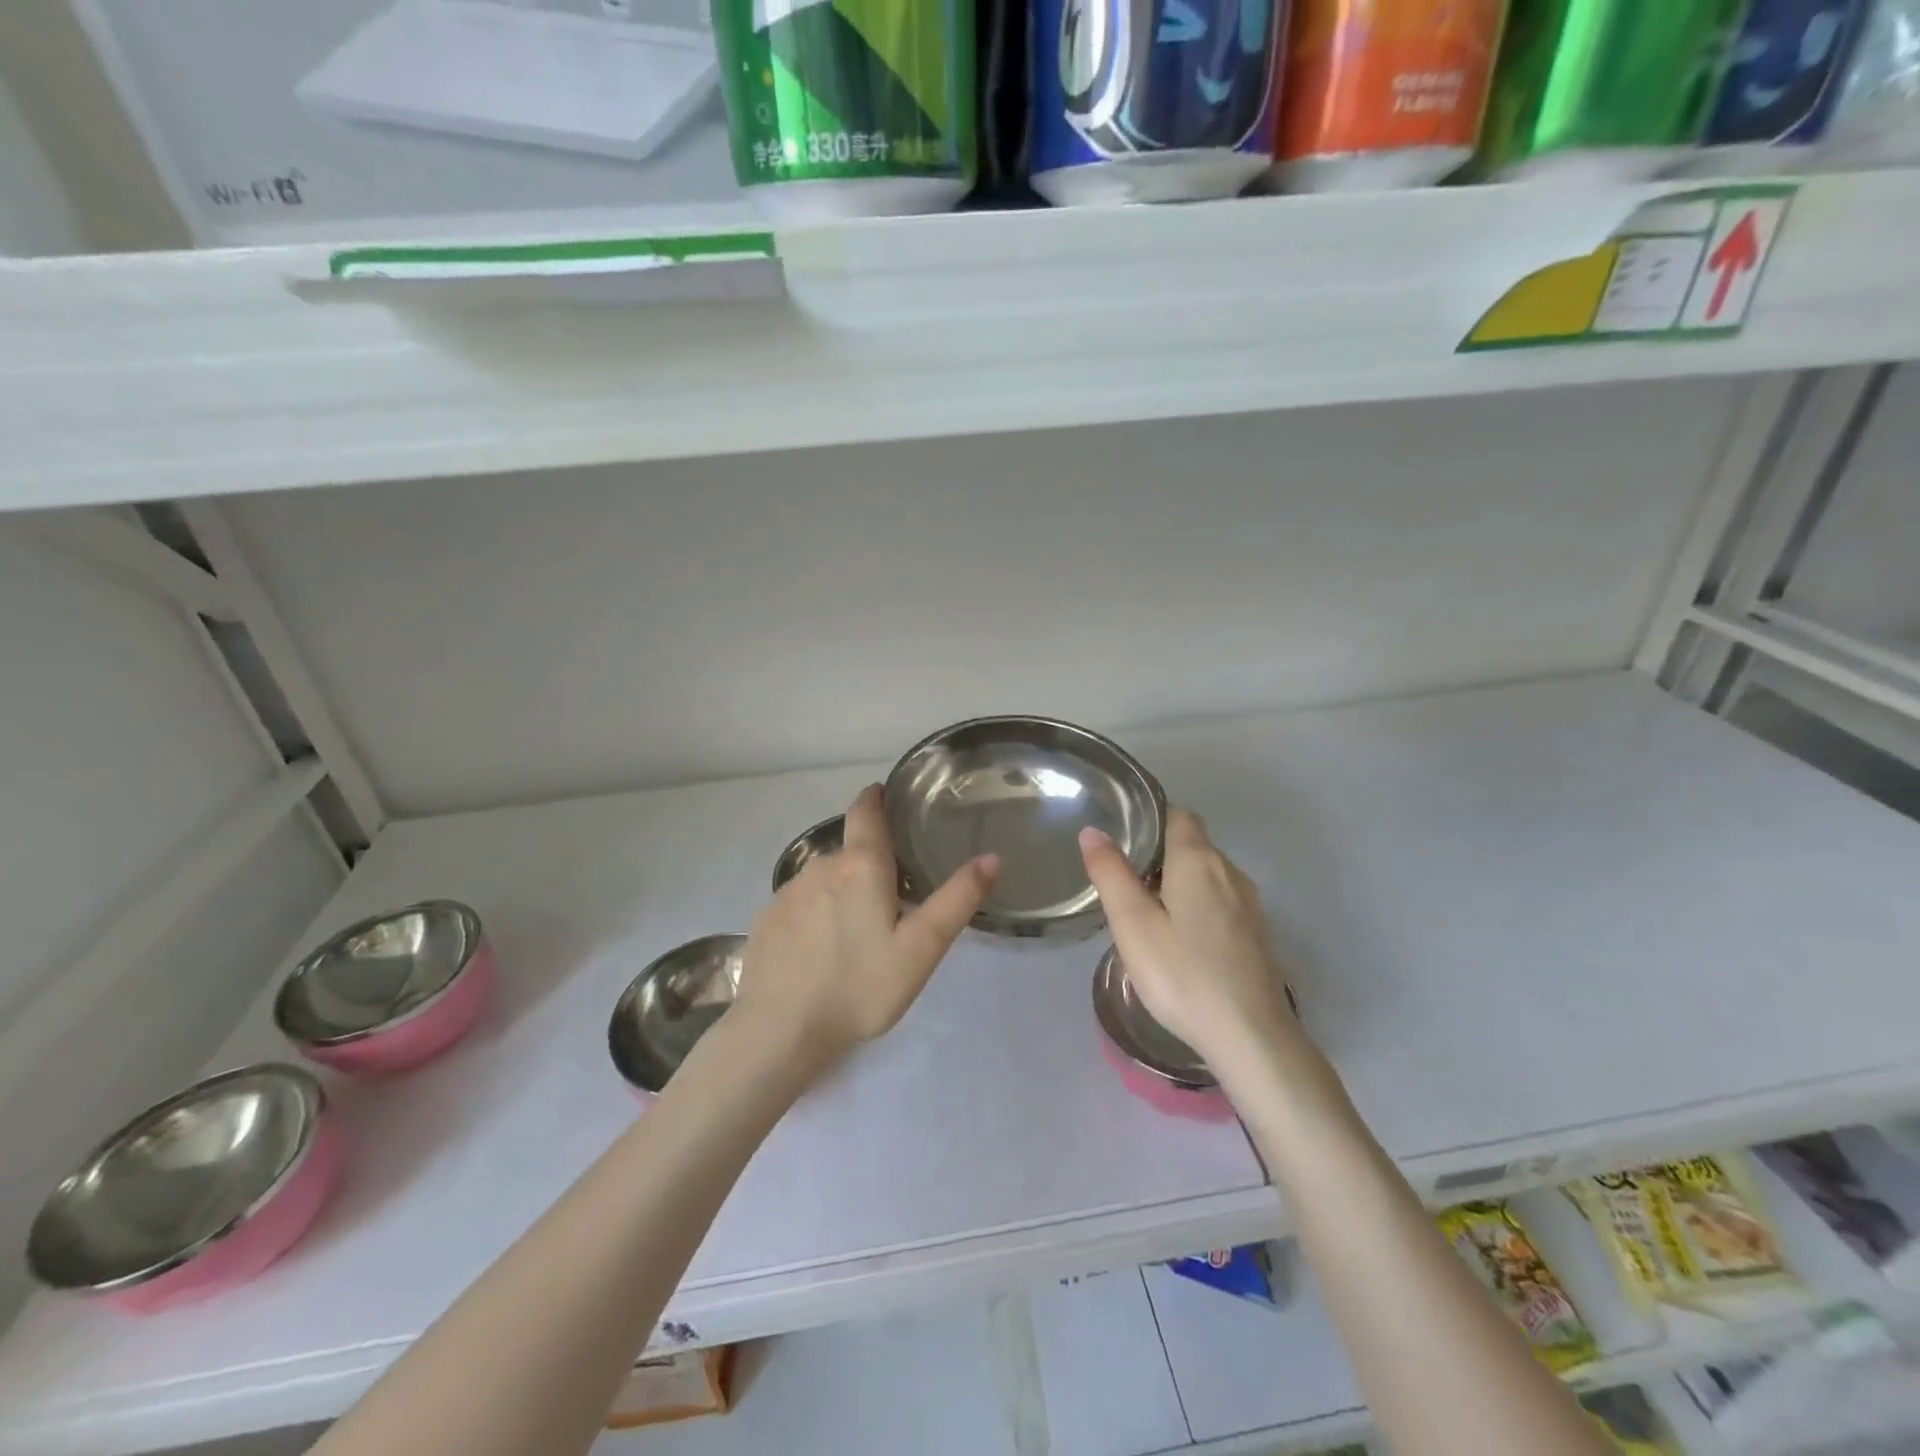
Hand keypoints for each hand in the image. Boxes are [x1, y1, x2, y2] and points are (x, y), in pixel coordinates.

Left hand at [732, 785, 998, 1078]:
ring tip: (855, 933)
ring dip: (840, 892)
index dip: (875, 799)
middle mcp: (820, 867)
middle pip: (849, 853)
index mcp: (861, 867)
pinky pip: (798, 905)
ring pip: (823, 880)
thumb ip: (957, 900)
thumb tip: (991, 856)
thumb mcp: (922, 948)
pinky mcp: (765, 920)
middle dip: (868, 866)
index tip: (884, 796)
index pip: (865, 811)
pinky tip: (819, 952)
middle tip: (889, 902)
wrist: (780, 1032)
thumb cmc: (860, 987)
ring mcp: (787, 893)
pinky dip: (813, 916)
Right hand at [1079, 808, 1293, 1067]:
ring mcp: (1249, 904)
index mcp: (1199, 860)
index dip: (1149, 816)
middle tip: (1121, 874)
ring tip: (1144, 906)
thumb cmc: (1183, 975)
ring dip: (1178, 880)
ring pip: (1207, 874)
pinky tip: (1178, 936)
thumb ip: (1111, 873)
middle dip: (1159, 850)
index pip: (1177, 815)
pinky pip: (1220, 901)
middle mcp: (1230, 872)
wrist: (1251, 1036)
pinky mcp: (1256, 933)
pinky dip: (1196, 904)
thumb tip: (1093, 832)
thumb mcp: (1133, 924)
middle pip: (1192, 843)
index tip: (1120, 833)